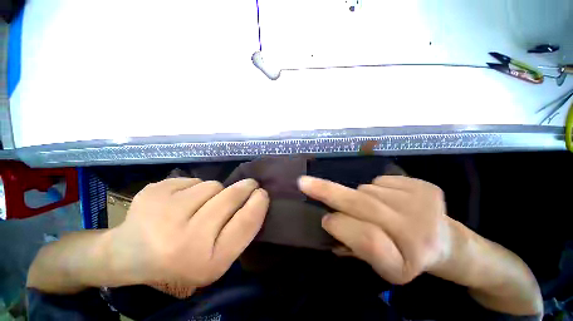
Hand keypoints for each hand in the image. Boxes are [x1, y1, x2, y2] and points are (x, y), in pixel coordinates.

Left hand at [109, 178, 268, 291]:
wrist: (129, 255)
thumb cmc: (181, 260)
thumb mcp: (216, 258)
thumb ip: (238, 232)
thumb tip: (257, 198)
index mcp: (207, 263)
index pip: (245, 223)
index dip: (258, 203)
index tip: (262, 192)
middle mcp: (185, 241)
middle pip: (230, 197)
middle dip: (245, 187)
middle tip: (249, 184)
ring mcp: (164, 214)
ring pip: (213, 185)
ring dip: (215, 191)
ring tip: (201, 205)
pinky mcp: (153, 193)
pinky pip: (192, 180)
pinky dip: (193, 188)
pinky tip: (179, 202)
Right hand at [298, 175, 451, 283]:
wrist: (448, 243)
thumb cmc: (408, 258)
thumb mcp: (380, 266)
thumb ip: (354, 247)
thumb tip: (329, 224)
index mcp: (404, 262)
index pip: (365, 238)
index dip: (340, 226)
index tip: (324, 219)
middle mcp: (418, 232)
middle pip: (363, 205)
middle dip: (328, 191)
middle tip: (304, 182)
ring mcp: (424, 204)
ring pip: (367, 189)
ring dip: (360, 195)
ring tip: (376, 207)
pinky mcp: (425, 186)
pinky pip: (380, 180)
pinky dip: (376, 187)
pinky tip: (389, 199)